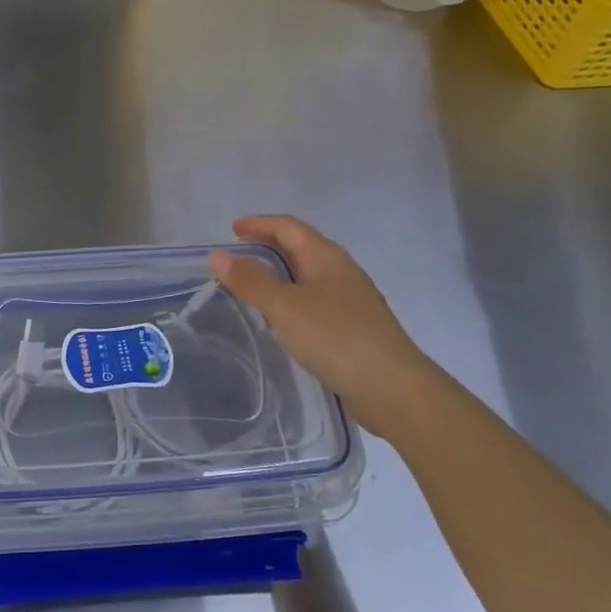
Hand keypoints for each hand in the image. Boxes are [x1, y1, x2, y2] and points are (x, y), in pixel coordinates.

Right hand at [210, 215, 437, 435]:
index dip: (260, 224)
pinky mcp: (352, 326)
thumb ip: (251, 281)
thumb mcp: (285, 306)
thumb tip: (218, 256)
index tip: (233, 229)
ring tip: (252, 285)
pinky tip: (281, 319)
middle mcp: (340, 271)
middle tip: (237, 255)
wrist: (391, 387)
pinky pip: (314, 300)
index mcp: (326, 257)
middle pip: (300, 247)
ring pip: (308, 275)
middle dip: (268, 246)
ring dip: (279, 273)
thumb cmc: (335, 337)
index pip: (288, 227)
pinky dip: (291, 298)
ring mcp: (350, 299)